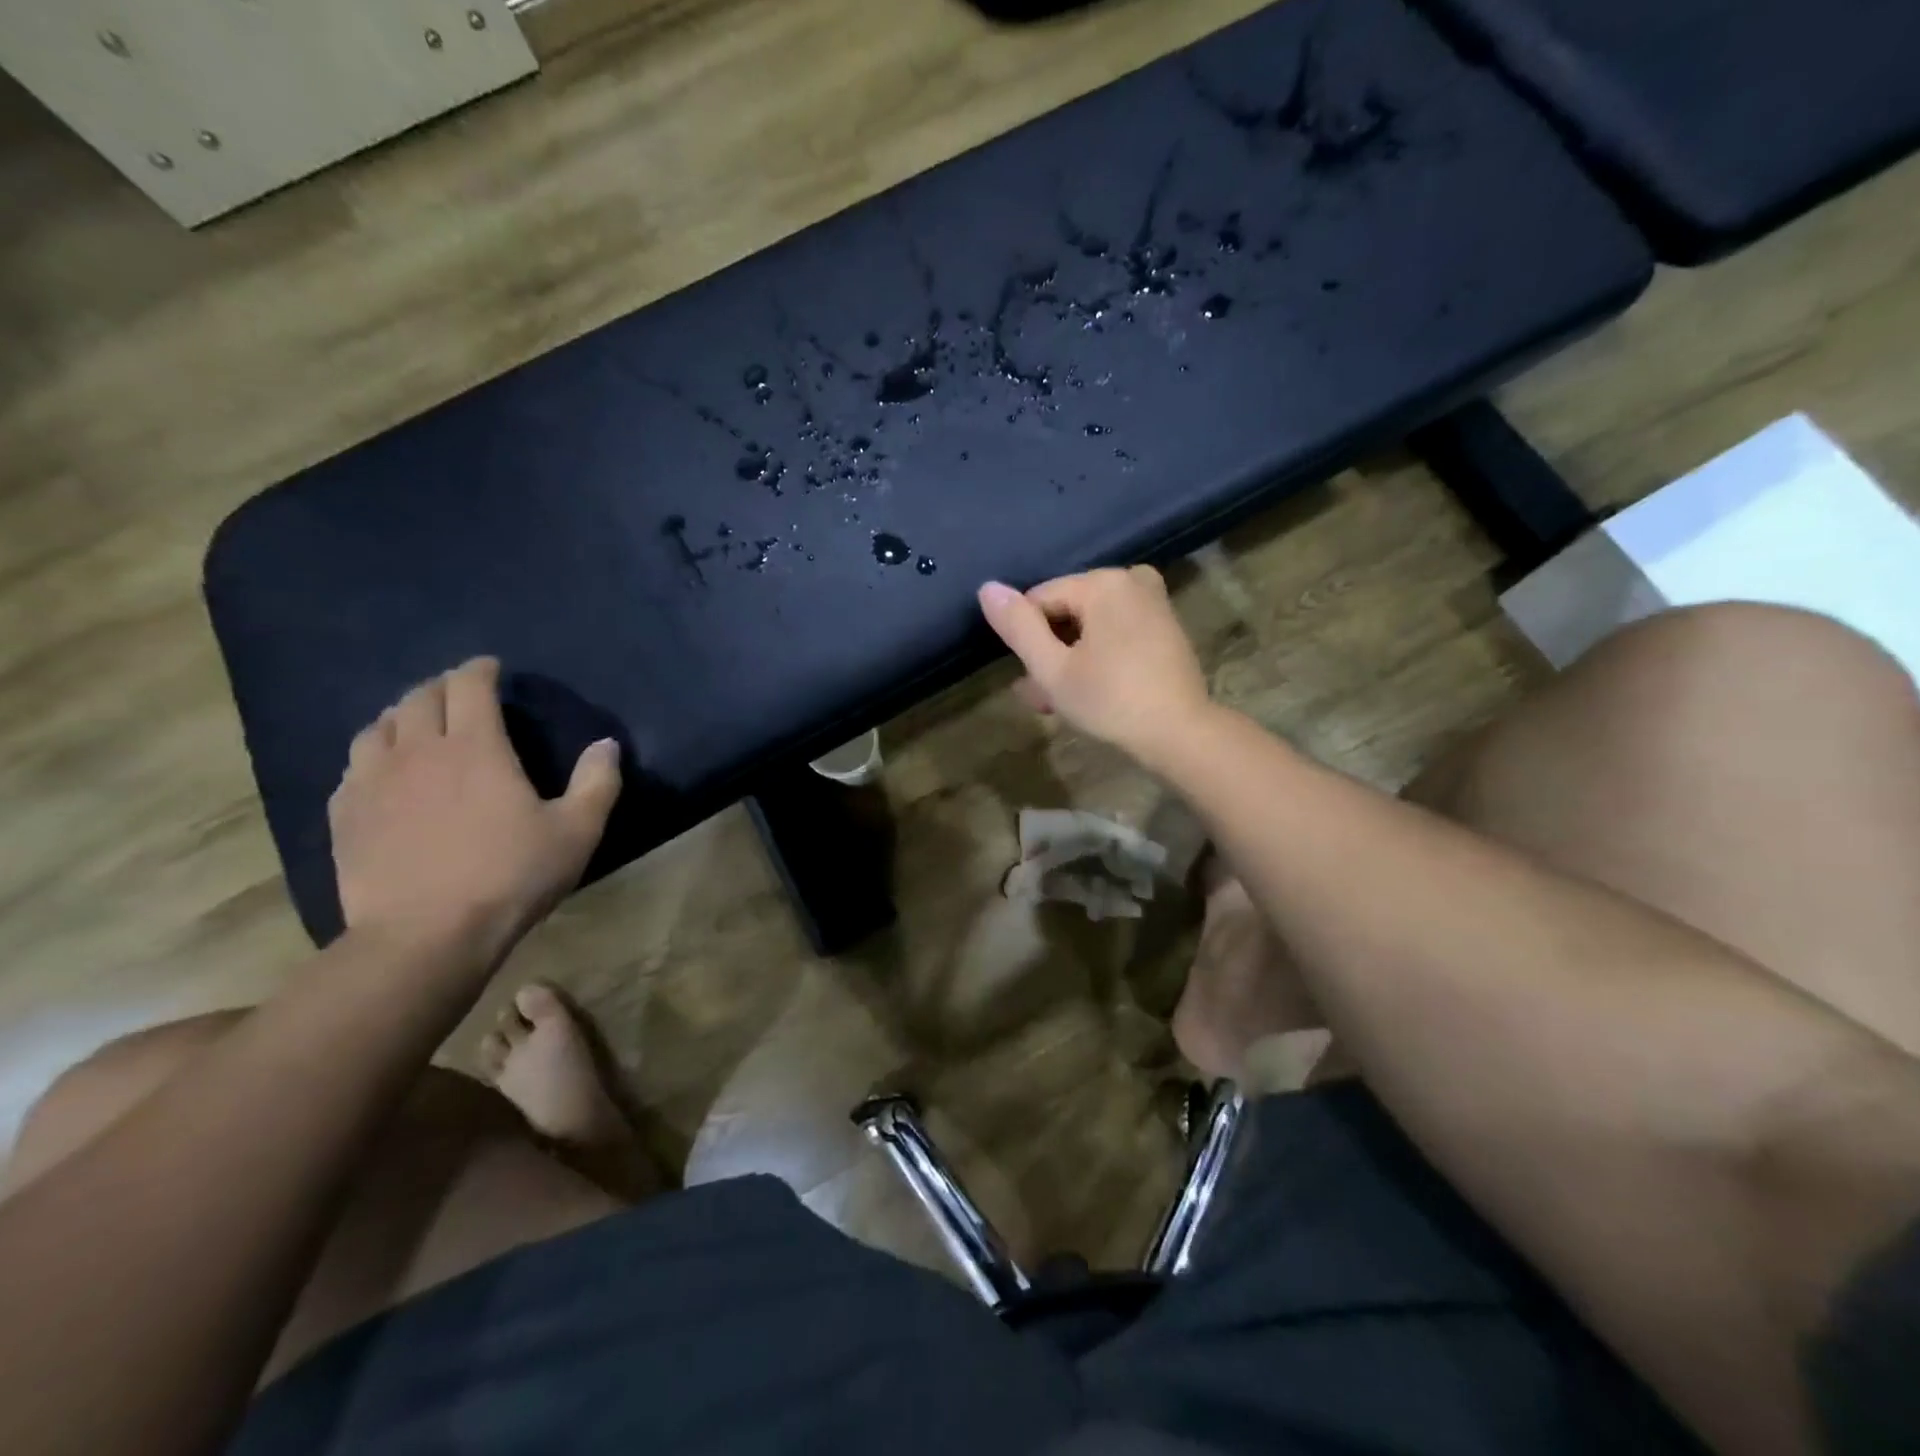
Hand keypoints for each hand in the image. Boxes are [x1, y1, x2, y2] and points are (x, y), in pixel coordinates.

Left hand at [328, 658, 621, 962]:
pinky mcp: (346, 814)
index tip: (491, 668)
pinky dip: (373, 753)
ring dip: (402, 715)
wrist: (426, 936)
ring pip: (378, 726)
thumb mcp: (576, 832)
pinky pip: (354, 765)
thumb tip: (607, 744)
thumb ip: (597, 782)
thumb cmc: (511, 877)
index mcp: (476, 747)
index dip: (480, 670)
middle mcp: (418, 751)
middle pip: (420, 698)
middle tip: (459, 693)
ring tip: (417, 724)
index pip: (470, 687)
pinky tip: (383, 770)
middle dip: (442, 687)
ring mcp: (373, 781)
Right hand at [977, 566, 1211, 762]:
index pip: (1039, 600)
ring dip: (1069, 658)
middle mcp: (1130, 580)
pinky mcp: (1165, 626)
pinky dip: (1098, 653)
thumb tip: (987, 588)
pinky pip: (1117, 630)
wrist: (1180, 734)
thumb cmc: (1110, 701)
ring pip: (1090, 624)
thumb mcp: (1053, 669)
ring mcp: (1152, 602)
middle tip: (1041, 697)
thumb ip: (1018, 627)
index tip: (1030, 680)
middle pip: (1066, 611)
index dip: (1027, 639)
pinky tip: (1090, 687)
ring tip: (1058, 701)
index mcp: (1102, 583)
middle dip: (1049, 651)